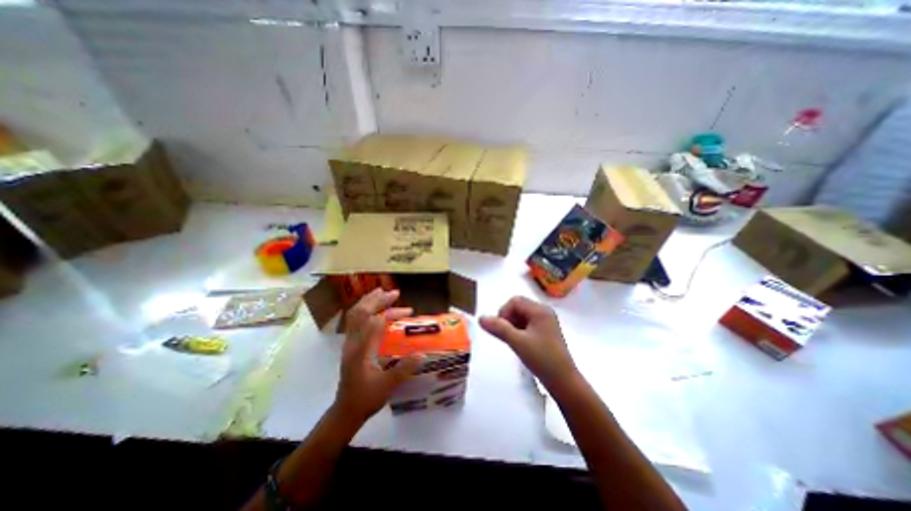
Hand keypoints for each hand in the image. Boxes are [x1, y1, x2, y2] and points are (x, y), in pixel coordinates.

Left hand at [333, 288, 420, 423]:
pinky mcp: (351, 345)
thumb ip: (404, 369)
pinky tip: (375, 310)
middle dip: (378, 300)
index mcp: (361, 350)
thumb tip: (422, 354)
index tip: (407, 312)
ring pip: (355, 315)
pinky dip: (365, 310)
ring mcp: (349, 343)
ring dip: (369, 301)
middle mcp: (353, 342)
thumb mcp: (387, 386)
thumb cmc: (366, 398)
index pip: (373, 323)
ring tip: (382, 292)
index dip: (390, 313)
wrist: (346, 411)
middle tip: (395, 293)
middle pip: (361, 313)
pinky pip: (355, 321)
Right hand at [477, 296, 574, 386]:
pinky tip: (519, 343)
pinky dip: (519, 330)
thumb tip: (480, 318)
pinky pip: (527, 323)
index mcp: (540, 310)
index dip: (504, 312)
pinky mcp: (545, 331)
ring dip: (512, 325)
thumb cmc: (542, 359)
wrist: (564, 382)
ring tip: (513, 341)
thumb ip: (498, 328)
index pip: (515, 301)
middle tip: (507, 336)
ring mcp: (545, 321)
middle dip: (508, 318)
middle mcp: (544, 311)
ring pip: (521, 315)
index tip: (501, 329)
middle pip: (518, 306)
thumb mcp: (518, 342)